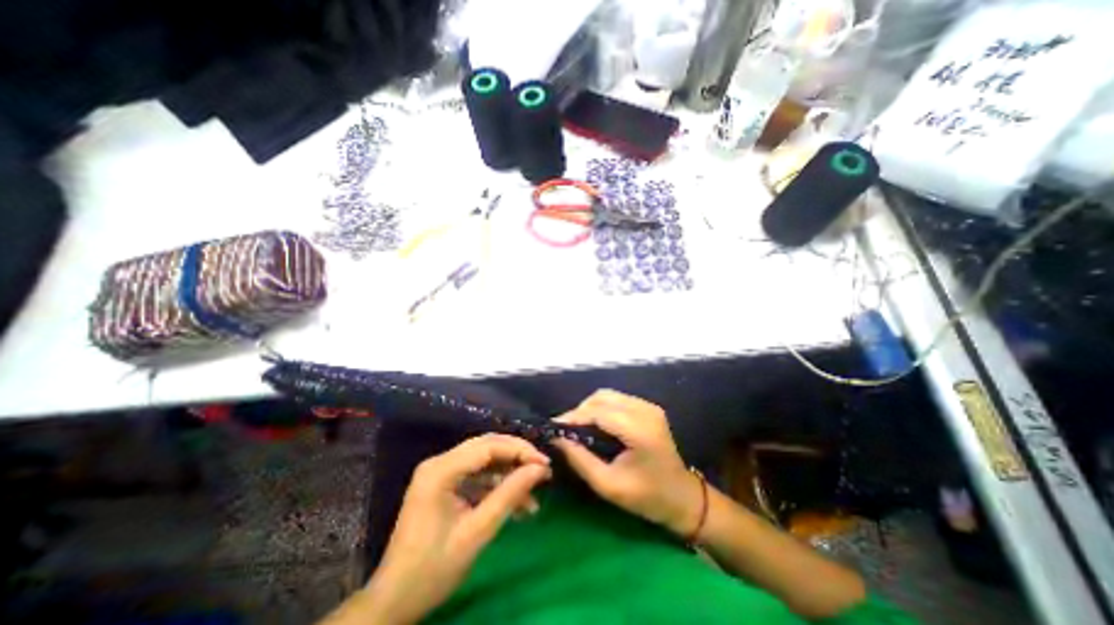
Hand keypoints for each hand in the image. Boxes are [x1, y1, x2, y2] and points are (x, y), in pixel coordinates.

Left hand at [370, 434, 551, 624]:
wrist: (394, 603)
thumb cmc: (433, 569)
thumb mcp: (477, 532)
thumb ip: (509, 495)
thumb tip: (539, 469)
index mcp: (441, 470)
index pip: (488, 446)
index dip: (519, 451)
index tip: (545, 464)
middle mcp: (440, 462)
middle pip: (487, 447)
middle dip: (517, 458)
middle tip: (542, 471)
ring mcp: (441, 473)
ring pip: (485, 461)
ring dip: (509, 475)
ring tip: (534, 495)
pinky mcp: (445, 485)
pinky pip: (477, 476)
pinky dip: (497, 487)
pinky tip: (517, 505)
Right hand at [554, 390, 699, 537]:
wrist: (682, 497)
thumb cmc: (647, 497)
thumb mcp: (609, 485)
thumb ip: (580, 460)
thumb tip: (557, 439)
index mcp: (639, 430)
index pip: (598, 412)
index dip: (574, 416)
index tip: (554, 427)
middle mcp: (645, 410)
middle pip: (602, 397)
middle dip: (580, 410)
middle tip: (566, 429)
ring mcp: (649, 406)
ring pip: (608, 395)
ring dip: (590, 407)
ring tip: (577, 427)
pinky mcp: (648, 407)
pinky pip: (617, 399)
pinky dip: (601, 408)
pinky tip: (595, 424)